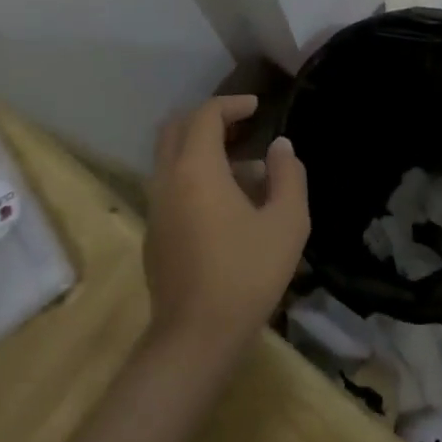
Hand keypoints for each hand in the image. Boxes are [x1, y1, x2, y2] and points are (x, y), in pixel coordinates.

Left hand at [144, 96, 308, 358]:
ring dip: (202, 151)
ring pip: (171, 159)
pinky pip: (171, 186)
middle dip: (208, 120)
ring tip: (247, 171)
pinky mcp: (154, 234)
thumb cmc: (247, 273)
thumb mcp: (286, 223)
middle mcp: (167, 180)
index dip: (232, 104)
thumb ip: (288, 176)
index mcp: (196, 169)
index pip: (205, 115)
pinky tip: (229, 207)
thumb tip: (280, 148)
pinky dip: (194, 176)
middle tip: (242, 127)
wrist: (196, 336)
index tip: (257, 107)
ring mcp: (155, 208)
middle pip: (176, 129)